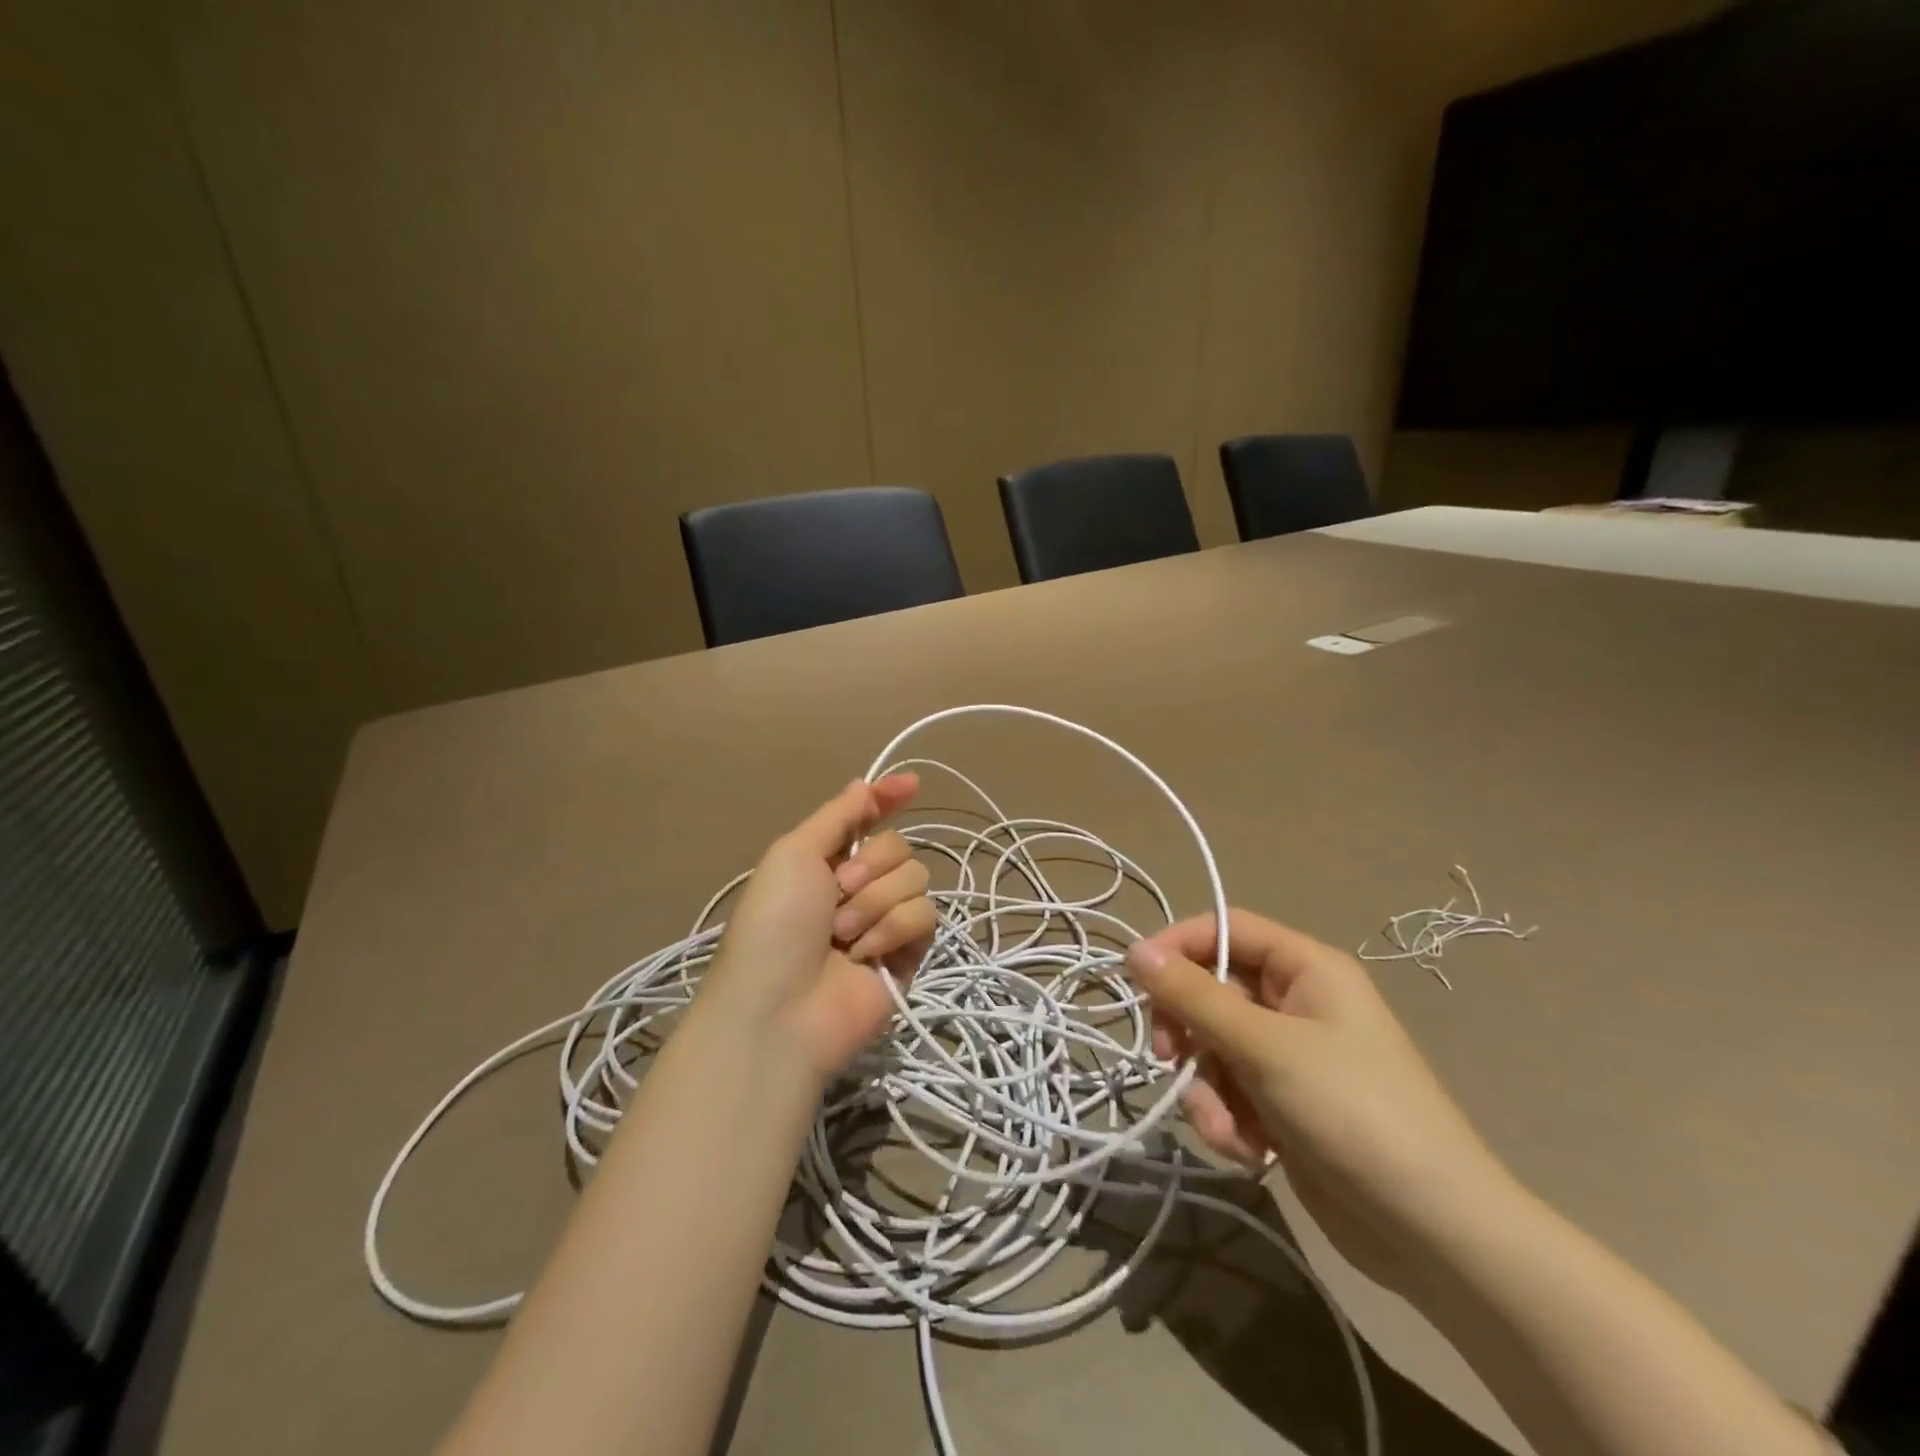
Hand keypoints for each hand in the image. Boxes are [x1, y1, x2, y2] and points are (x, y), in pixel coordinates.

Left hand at [696, 775, 936, 1081]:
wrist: (781, 1008)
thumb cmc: (775, 924)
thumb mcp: (793, 854)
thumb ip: (837, 815)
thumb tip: (866, 784)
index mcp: (828, 861)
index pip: (868, 819)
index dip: (888, 799)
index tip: (911, 784)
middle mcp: (860, 887)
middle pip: (899, 846)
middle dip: (871, 864)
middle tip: (838, 892)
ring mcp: (885, 921)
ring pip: (916, 878)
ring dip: (875, 902)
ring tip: (843, 936)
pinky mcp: (909, 954)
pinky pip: (924, 916)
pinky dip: (891, 931)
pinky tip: (865, 956)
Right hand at [1128, 910, 1514, 1291]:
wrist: (1433, 1233)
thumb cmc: (1353, 1113)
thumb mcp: (1265, 1047)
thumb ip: (1194, 997)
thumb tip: (1134, 951)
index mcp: (1305, 968)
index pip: (1225, 928)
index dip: (1177, 945)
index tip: (1136, 977)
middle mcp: (1295, 1003)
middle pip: (1211, 990)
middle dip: (1187, 1029)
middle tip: (1167, 1057)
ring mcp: (1289, 1056)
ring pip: (1212, 1047)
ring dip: (1207, 1088)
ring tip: (1227, 1127)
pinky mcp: (1282, 1104)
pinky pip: (1229, 1091)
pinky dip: (1227, 1119)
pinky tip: (1248, 1151)